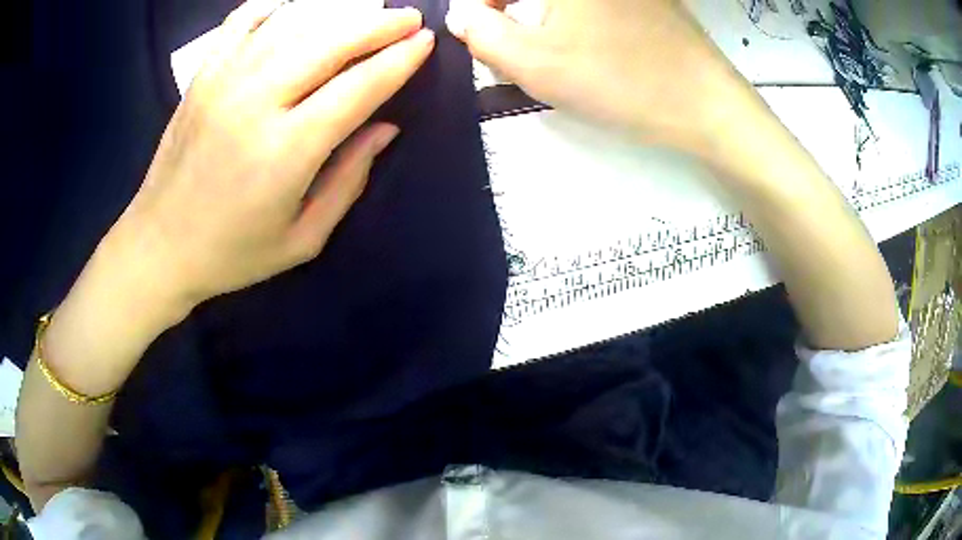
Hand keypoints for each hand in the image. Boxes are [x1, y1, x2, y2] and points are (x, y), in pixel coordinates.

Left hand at [111, 0, 433, 311]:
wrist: (159, 246)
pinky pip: (244, 21)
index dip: (398, 60)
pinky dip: (277, 7)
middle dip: (378, 25)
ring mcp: (224, 81)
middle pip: (329, 42)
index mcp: (285, 152)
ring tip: (367, 12)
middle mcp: (255, 103)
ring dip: (339, 12)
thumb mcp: (302, 239)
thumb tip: (386, 129)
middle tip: (409, 17)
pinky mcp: (203, 75)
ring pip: (293, 24)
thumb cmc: (231, 252)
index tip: (425, 42)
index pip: (357, 88)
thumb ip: (349, 180)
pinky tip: (299, 8)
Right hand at [446, 0, 758, 154]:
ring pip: (561, 2)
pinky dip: (574, 19)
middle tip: (517, 48)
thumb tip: (464, 15)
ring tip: (554, 51)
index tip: (482, 32)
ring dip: (542, 18)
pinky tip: (587, 46)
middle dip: (512, 13)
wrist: (706, 104)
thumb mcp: (534, 64)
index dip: (481, 6)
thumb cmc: (620, 81)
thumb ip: (481, 35)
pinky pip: (590, 6)